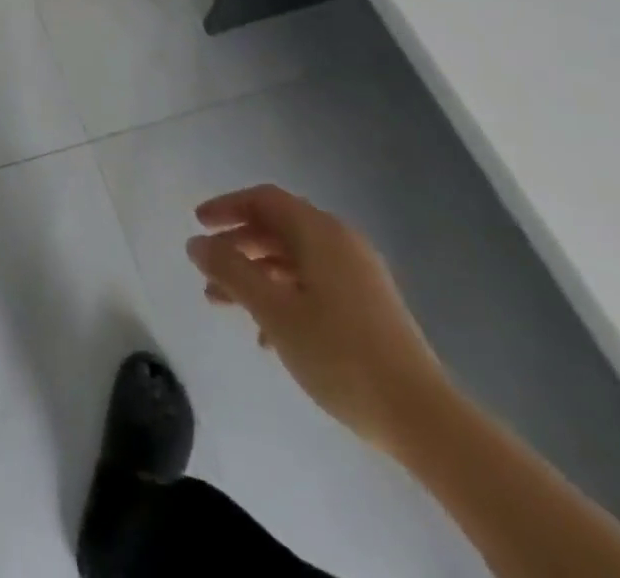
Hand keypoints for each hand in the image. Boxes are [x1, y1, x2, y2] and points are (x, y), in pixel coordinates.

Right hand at [187, 184, 450, 452]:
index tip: (198, 224)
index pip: (264, 200)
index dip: (227, 207)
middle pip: (277, 229)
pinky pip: (314, 285)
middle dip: (237, 247)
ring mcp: (359, 277)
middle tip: (207, 270)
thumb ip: (230, 270)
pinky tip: (266, 336)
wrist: (424, 419)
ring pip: (293, 260)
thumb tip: (195, 243)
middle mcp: (341, 244)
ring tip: (224, 306)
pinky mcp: (370, 309)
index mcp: (320, 233)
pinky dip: (283, 296)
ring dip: (255, 275)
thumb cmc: (339, 354)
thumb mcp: (273, 310)